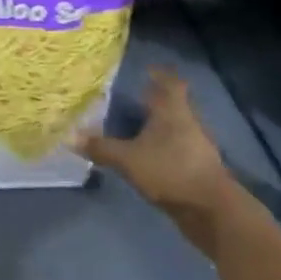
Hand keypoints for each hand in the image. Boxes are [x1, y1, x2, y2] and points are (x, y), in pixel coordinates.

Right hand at [75, 67, 236, 234]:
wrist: (211, 210)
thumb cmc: (170, 171)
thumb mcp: (129, 159)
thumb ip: (101, 148)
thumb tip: (70, 135)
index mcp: (173, 110)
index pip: (171, 82)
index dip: (160, 74)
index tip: (148, 69)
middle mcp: (188, 122)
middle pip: (174, 103)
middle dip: (157, 100)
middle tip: (135, 97)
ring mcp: (197, 146)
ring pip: (177, 126)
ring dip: (162, 124)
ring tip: (140, 126)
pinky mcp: (199, 168)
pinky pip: (179, 148)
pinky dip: (166, 146)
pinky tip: (151, 155)